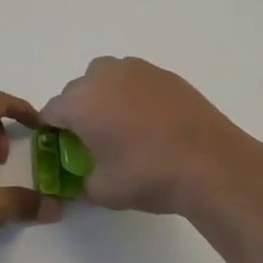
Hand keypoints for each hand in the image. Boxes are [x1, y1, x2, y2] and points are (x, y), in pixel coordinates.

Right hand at [41, 57, 262, 215]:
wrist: (210, 163)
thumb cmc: (148, 175)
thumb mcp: (103, 191)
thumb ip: (82, 183)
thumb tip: (83, 180)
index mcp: (80, 103)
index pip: (51, 111)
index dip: (52, 130)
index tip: (63, 148)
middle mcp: (103, 77)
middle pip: (78, 90)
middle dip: (80, 111)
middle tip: (95, 140)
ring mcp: (137, 71)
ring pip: (108, 78)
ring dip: (106, 96)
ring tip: (124, 126)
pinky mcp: (165, 74)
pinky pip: (136, 80)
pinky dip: (135, 95)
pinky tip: (151, 122)